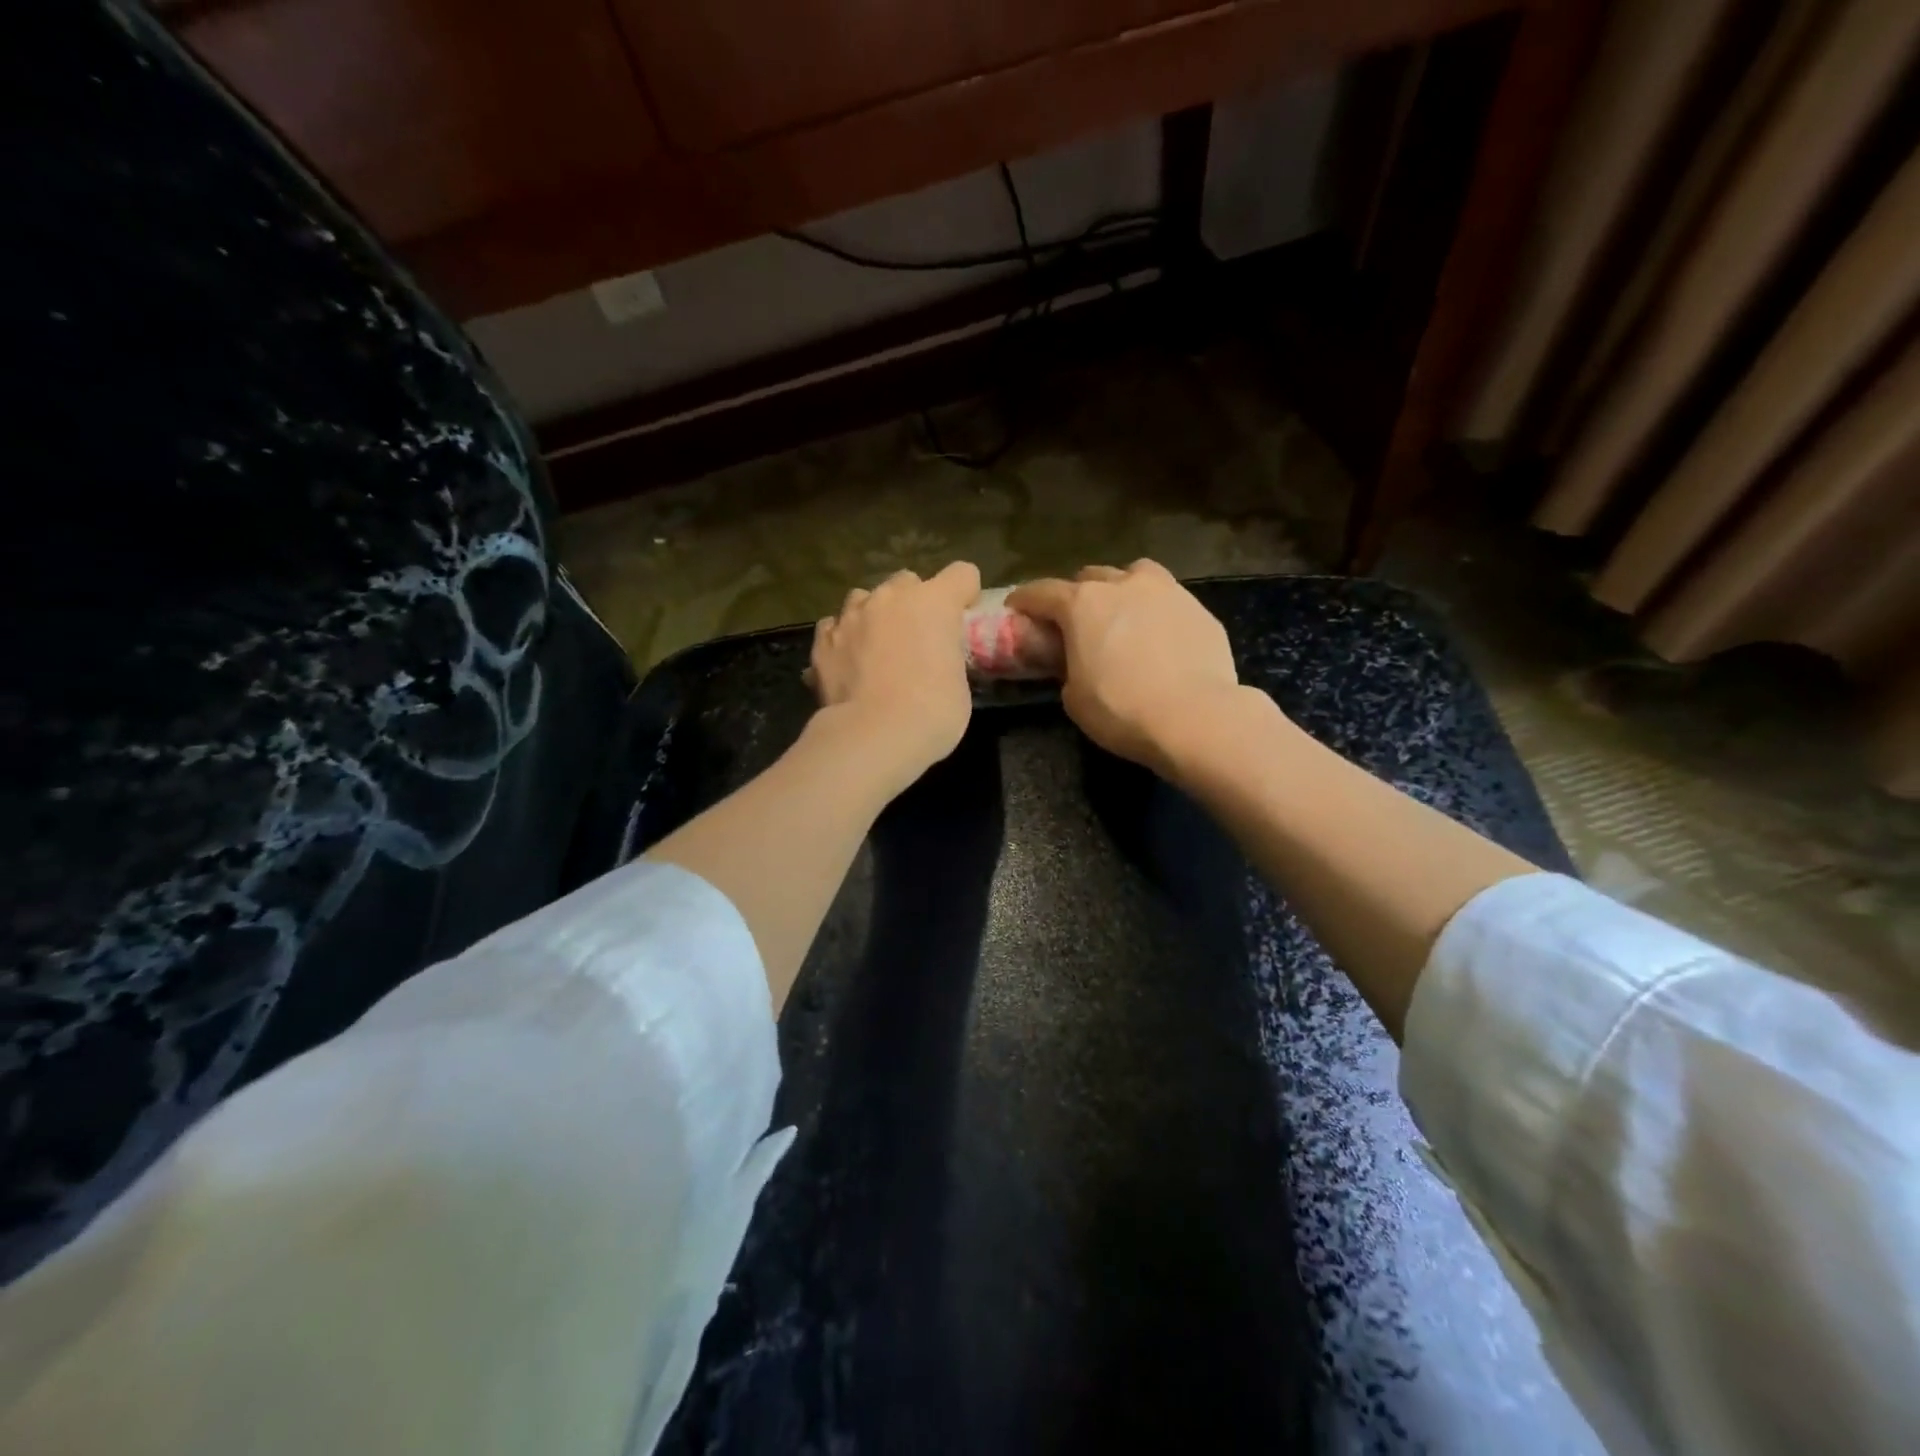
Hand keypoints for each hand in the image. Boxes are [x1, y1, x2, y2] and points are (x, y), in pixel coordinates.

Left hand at [809, 561, 981, 784]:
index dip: (964, 595)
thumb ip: (946, 656)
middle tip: (917, 639)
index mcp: (933, 602)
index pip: (962, 574)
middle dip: (914, 603)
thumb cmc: (933, 712)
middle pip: (907, 581)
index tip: (962, 620)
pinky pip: (834, 627)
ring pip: (864, 599)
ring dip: (874, 616)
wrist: (874, 735)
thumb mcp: (958, 682)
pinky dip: (842, 639)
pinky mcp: (821, 641)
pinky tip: (848, 663)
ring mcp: (850, 616)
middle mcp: (890, 598)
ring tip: (876, 648)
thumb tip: (934, 660)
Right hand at [1009, 561, 1245, 773]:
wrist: (1195, 718)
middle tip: (1074, 621)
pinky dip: (1156, 611)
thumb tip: (1076, 662)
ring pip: (1135, 575)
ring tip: (1122, 614)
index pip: (1042, 592)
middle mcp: (1123, 585)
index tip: (1016, 608)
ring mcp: (1166, 591)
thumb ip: (1068, 668)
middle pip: (1090, 577)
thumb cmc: (1121, 710)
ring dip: (1121, 589)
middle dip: (1076, 594)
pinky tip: (1160, 637)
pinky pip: (1168, 600)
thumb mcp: (1074, 698)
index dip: (1025, 600)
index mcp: (1083, 604)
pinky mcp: (1199, 609)